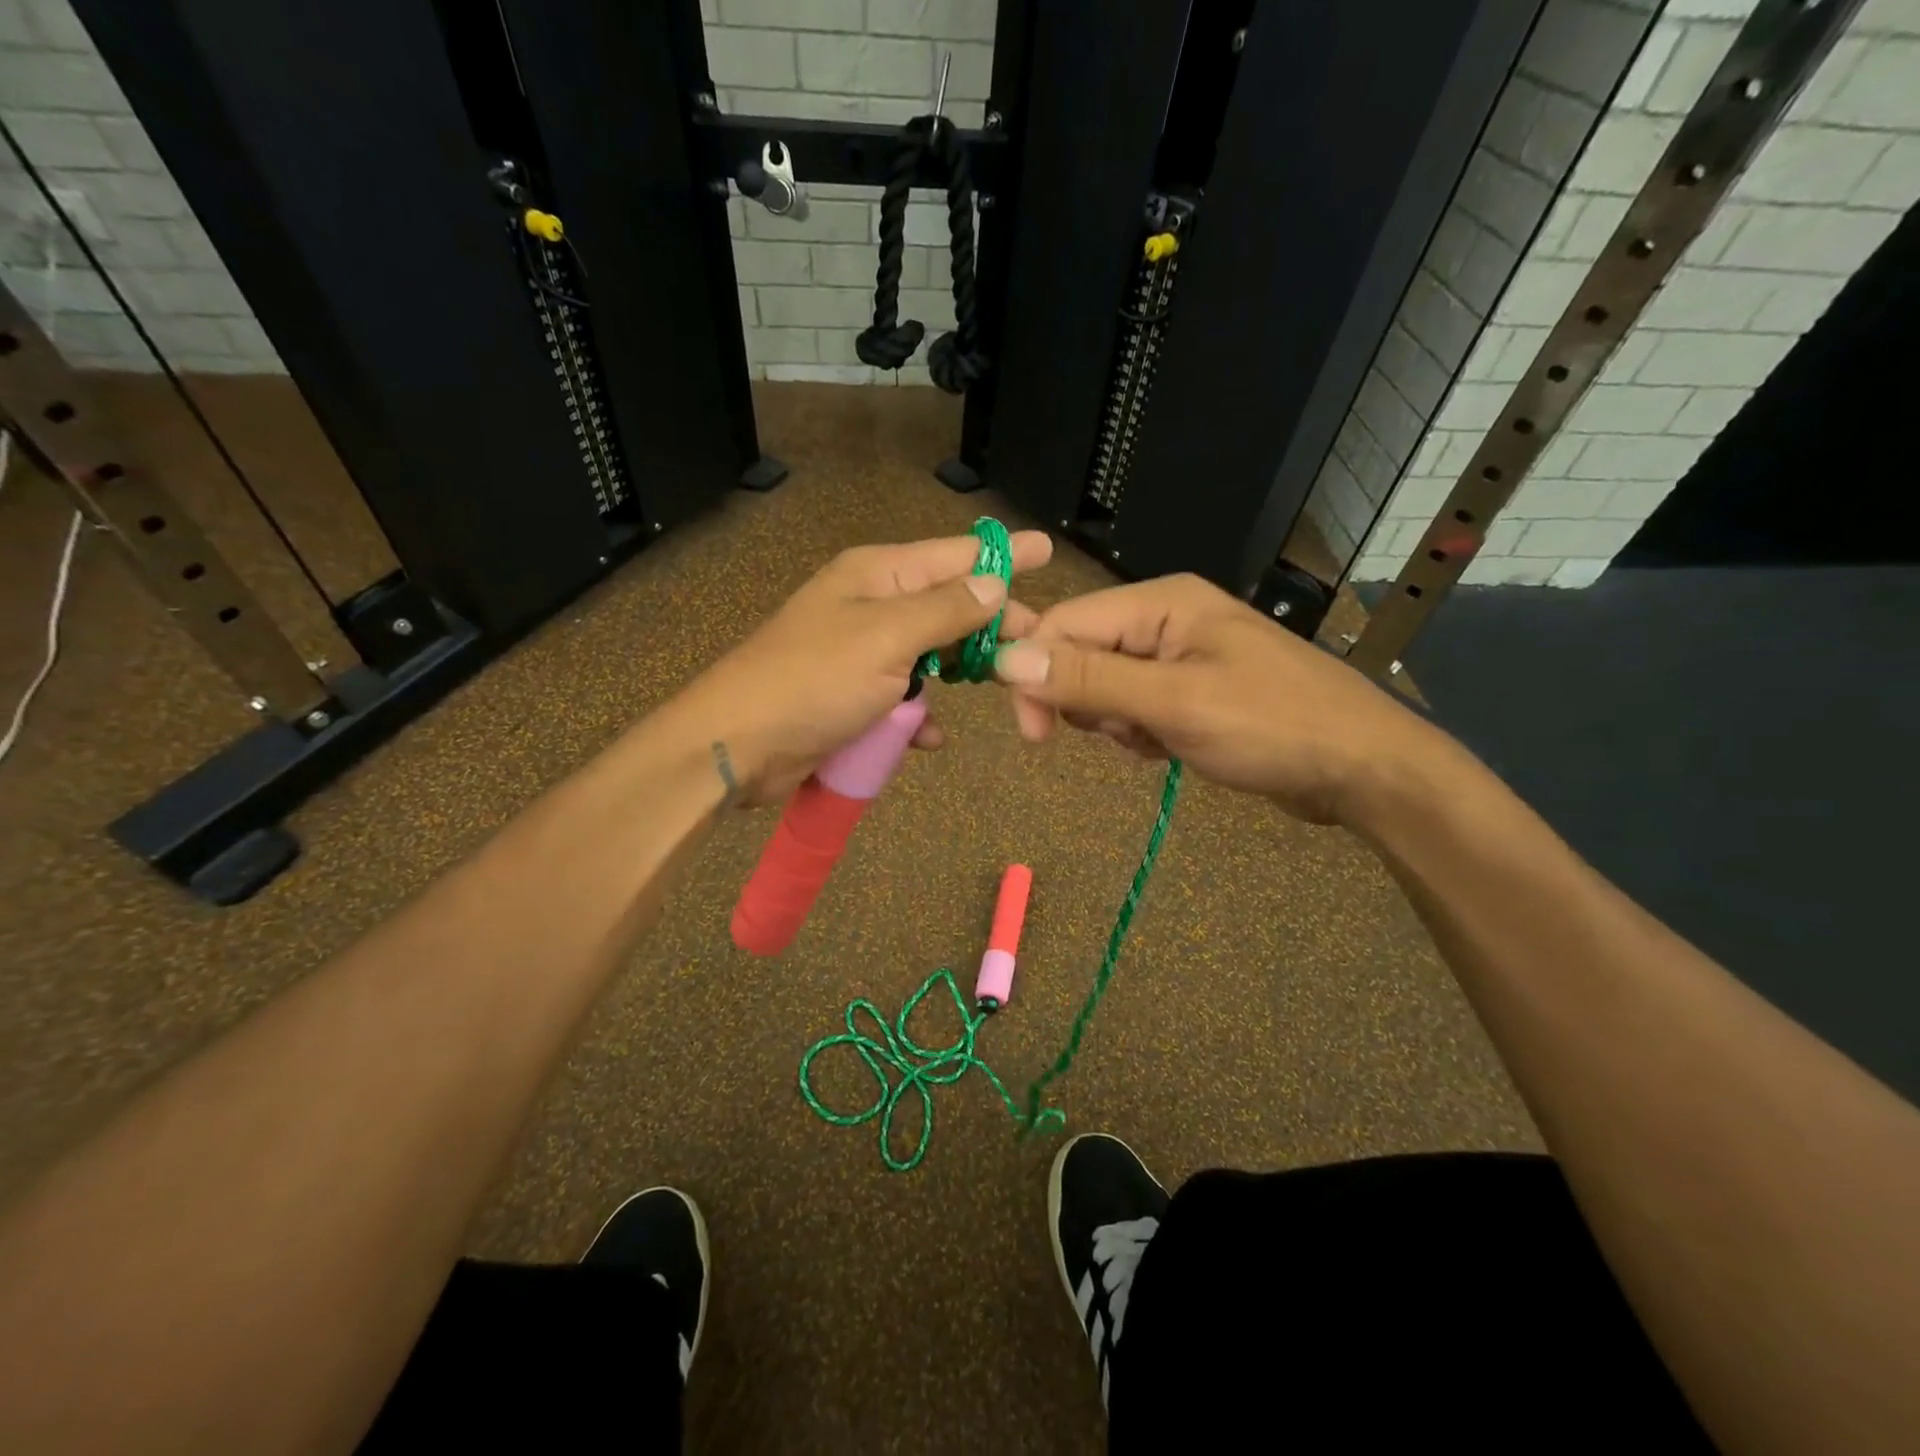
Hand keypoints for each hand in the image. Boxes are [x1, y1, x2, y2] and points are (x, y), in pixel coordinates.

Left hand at [671, 531, 1051, 803]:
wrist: (738, 744)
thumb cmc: (814, 680)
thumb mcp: (887, 638)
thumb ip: (945, 611)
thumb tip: (994, 583)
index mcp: (878, 575)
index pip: (955, 556)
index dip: (1003, 555)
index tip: (1047, 549)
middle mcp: (872, 605)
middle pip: (948, 606)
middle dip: (990, 624)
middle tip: (1035, 640)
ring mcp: (861, 653)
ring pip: (929, 655)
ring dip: (956, 674)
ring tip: (998, 687)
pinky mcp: (853, 696)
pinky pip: (903, 698)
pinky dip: (919, 716)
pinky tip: (930, 737)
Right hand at [992, 573, 1446, 825]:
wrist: (1362, 769)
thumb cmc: (1272, 726)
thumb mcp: (1174, 703)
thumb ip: (1088, 678)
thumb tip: (1005, 658)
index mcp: (1161, 602)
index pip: (1064, 623)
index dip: (1035, 671)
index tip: (1032, 734)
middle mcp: (1165, 619)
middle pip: (1081, 652)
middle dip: (1085, 702)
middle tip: (1122, 735)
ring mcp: (1179, 654)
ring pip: (1103, 685)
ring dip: (1114, 722)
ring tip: (1156, 741)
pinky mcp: (1190, 689)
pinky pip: (1133, 707)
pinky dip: (1138, 732)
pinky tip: (1168, 749)